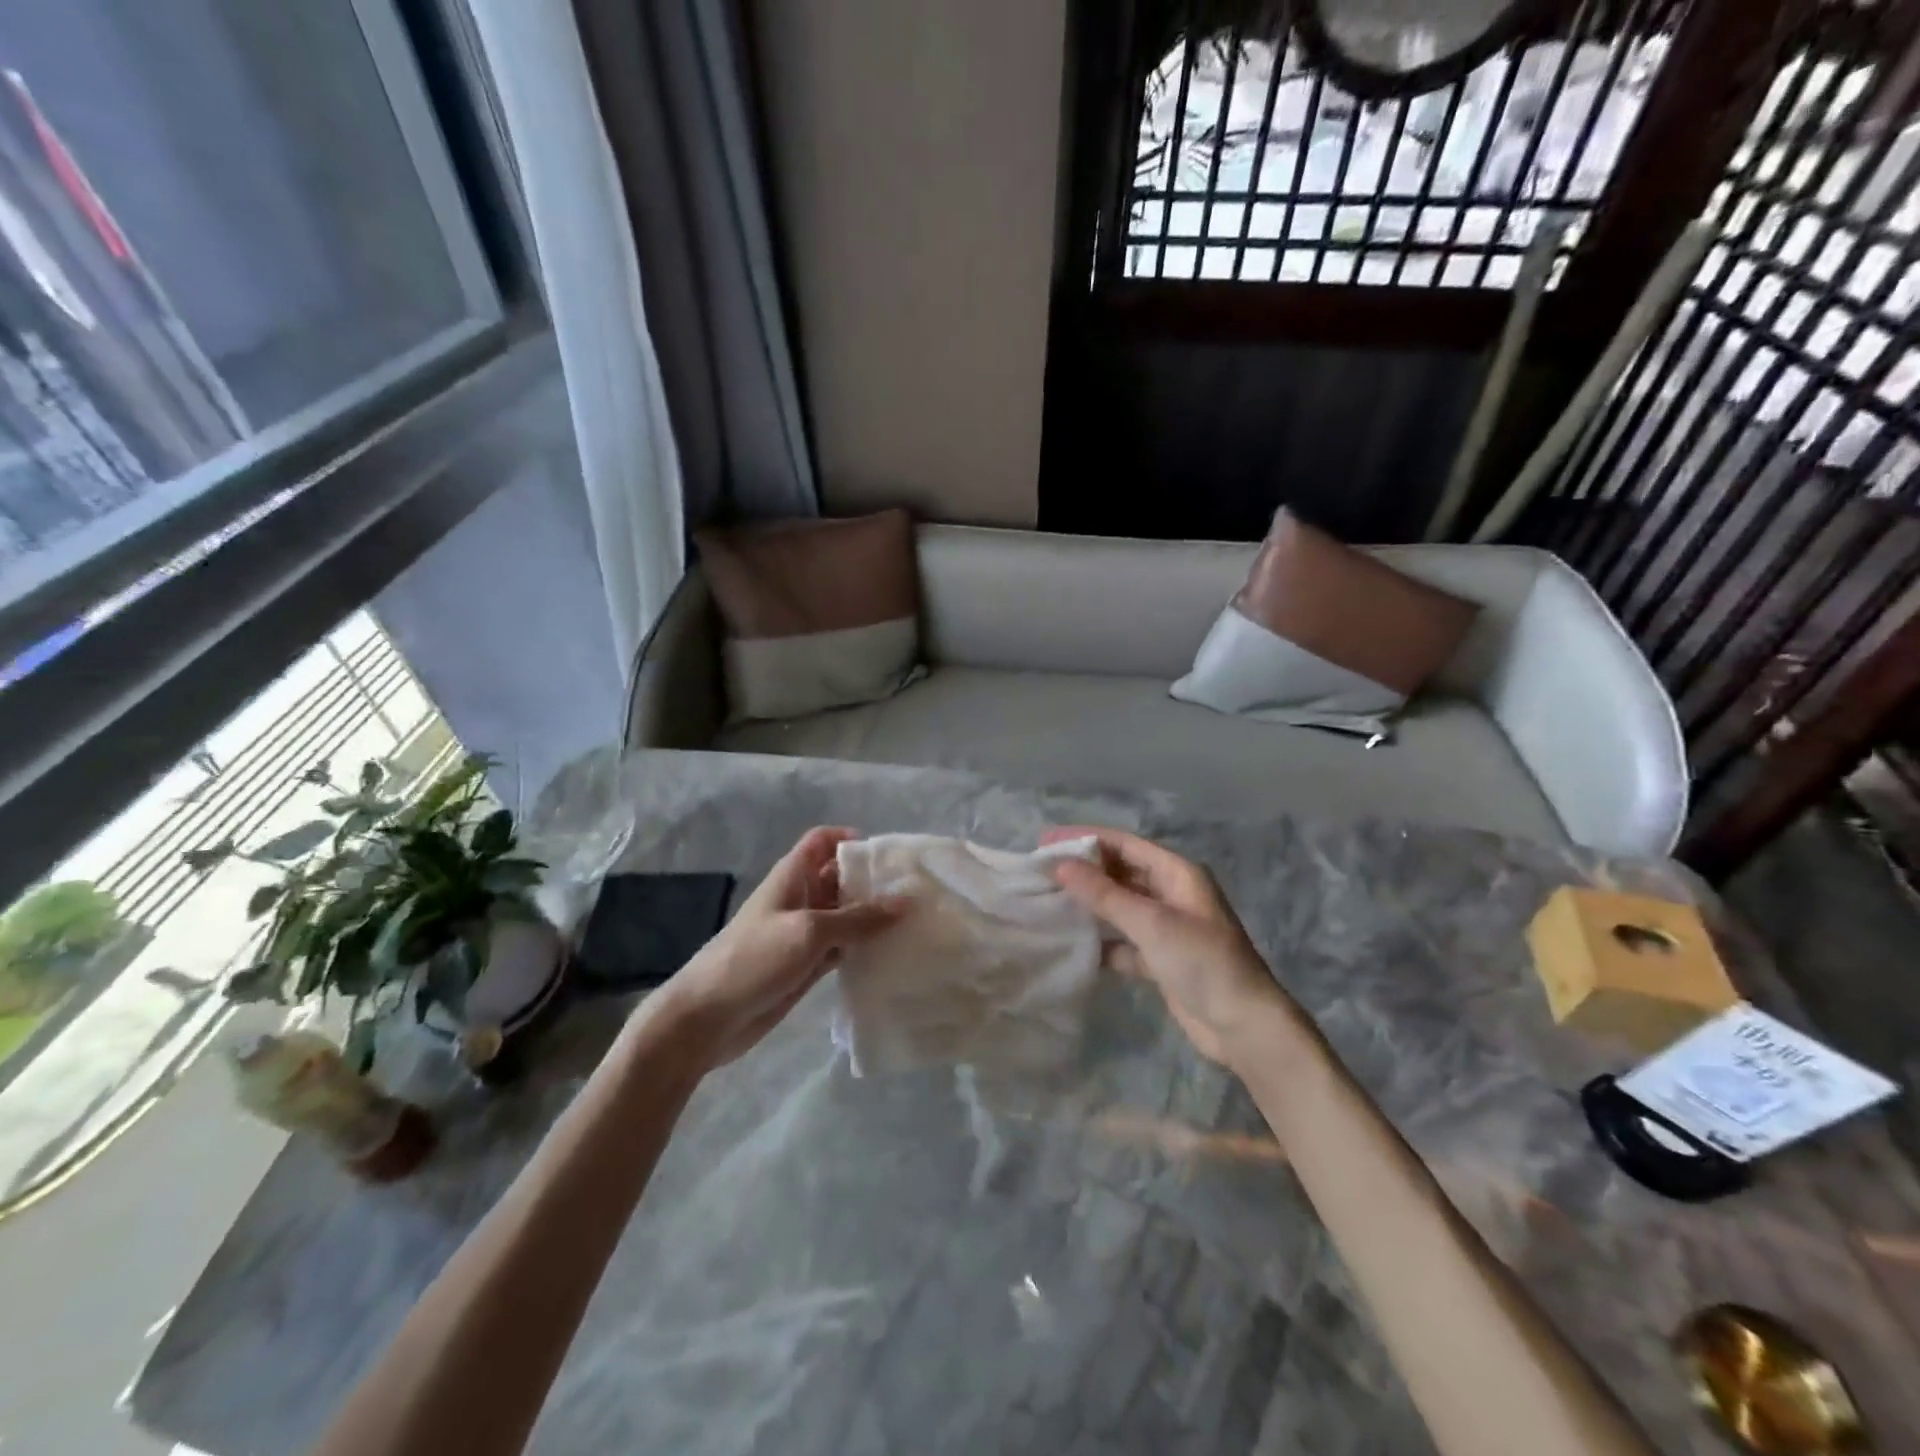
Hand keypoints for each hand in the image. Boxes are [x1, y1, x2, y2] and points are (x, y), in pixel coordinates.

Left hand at [652, 827, 903, 1069]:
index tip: (887, 856)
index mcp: (793, 876)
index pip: (823, 841)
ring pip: (845, 916)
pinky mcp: (807, 965)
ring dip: (873, 919)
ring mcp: (804, 934)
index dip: (851, 839)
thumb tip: (905, 902)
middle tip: (916, 892)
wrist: (707, 1018)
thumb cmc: (755, 958)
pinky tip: (892, 954)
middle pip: (841, 879)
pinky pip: (843, 948)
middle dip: (873, 882)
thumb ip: (857, 918)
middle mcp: (801, 898)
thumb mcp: (809, 930)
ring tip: (915, 923)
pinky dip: (864, 948)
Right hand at [1048, 827, 1297, 1068]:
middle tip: (1039, 873)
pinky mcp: (1160, 959)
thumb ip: (1104, 894)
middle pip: (1120, 872)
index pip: (1123, 844)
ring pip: (1119, 907)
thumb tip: (1060, 866)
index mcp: (1177, 873)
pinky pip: (1122, 941)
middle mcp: (1171, 893)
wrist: (1243, 1027)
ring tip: (1047, 903)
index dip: (1084, 838)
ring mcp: (1166, 927)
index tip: (1044, 842)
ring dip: (1089, 905)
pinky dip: (1101, 941)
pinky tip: (1072, 944)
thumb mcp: (1152, 923)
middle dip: (1083, 871)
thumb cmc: (1203, 963)